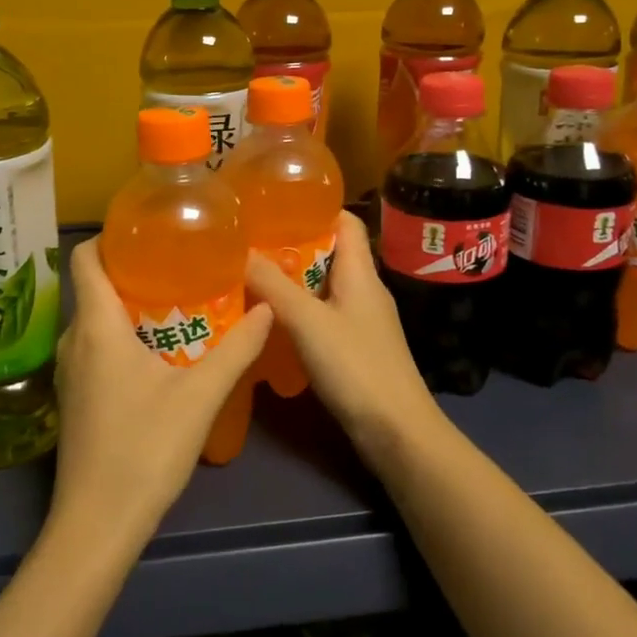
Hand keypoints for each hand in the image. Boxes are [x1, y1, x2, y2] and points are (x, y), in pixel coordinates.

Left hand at [52, 239, 271, 546]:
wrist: (97, 524)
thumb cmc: (144, 449)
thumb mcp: (200, 395)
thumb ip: (236, 348)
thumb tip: (268, 308)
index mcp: (96, 326)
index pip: (85, 257)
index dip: (112, 237)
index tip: (153, 232)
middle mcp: (74, 340)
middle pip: (96, 286)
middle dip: (136, 271)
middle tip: (184, 265)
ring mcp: (70, 372)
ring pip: (97, 320)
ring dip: (132, 307)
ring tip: (180, 301)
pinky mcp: (75, 398)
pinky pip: (97, 348)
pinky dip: (124, 337)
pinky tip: (161, 352)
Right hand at [245, 211, 441, 455]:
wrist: (396, 431)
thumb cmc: (356, 366)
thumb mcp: (307, 321)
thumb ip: (273, 285)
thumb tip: (240, 250)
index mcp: (360, 272)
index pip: (345, 222)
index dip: (315, 208)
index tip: (274, 205)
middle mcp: (364, 289)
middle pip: (329, 253)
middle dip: (291, 246)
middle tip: (249, 243)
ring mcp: (361, 320)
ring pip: (322, 286)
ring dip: (291, 280)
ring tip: (249, 276)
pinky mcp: (355, 347)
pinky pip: (322, 315)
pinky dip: (297, 311)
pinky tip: (269, 320)